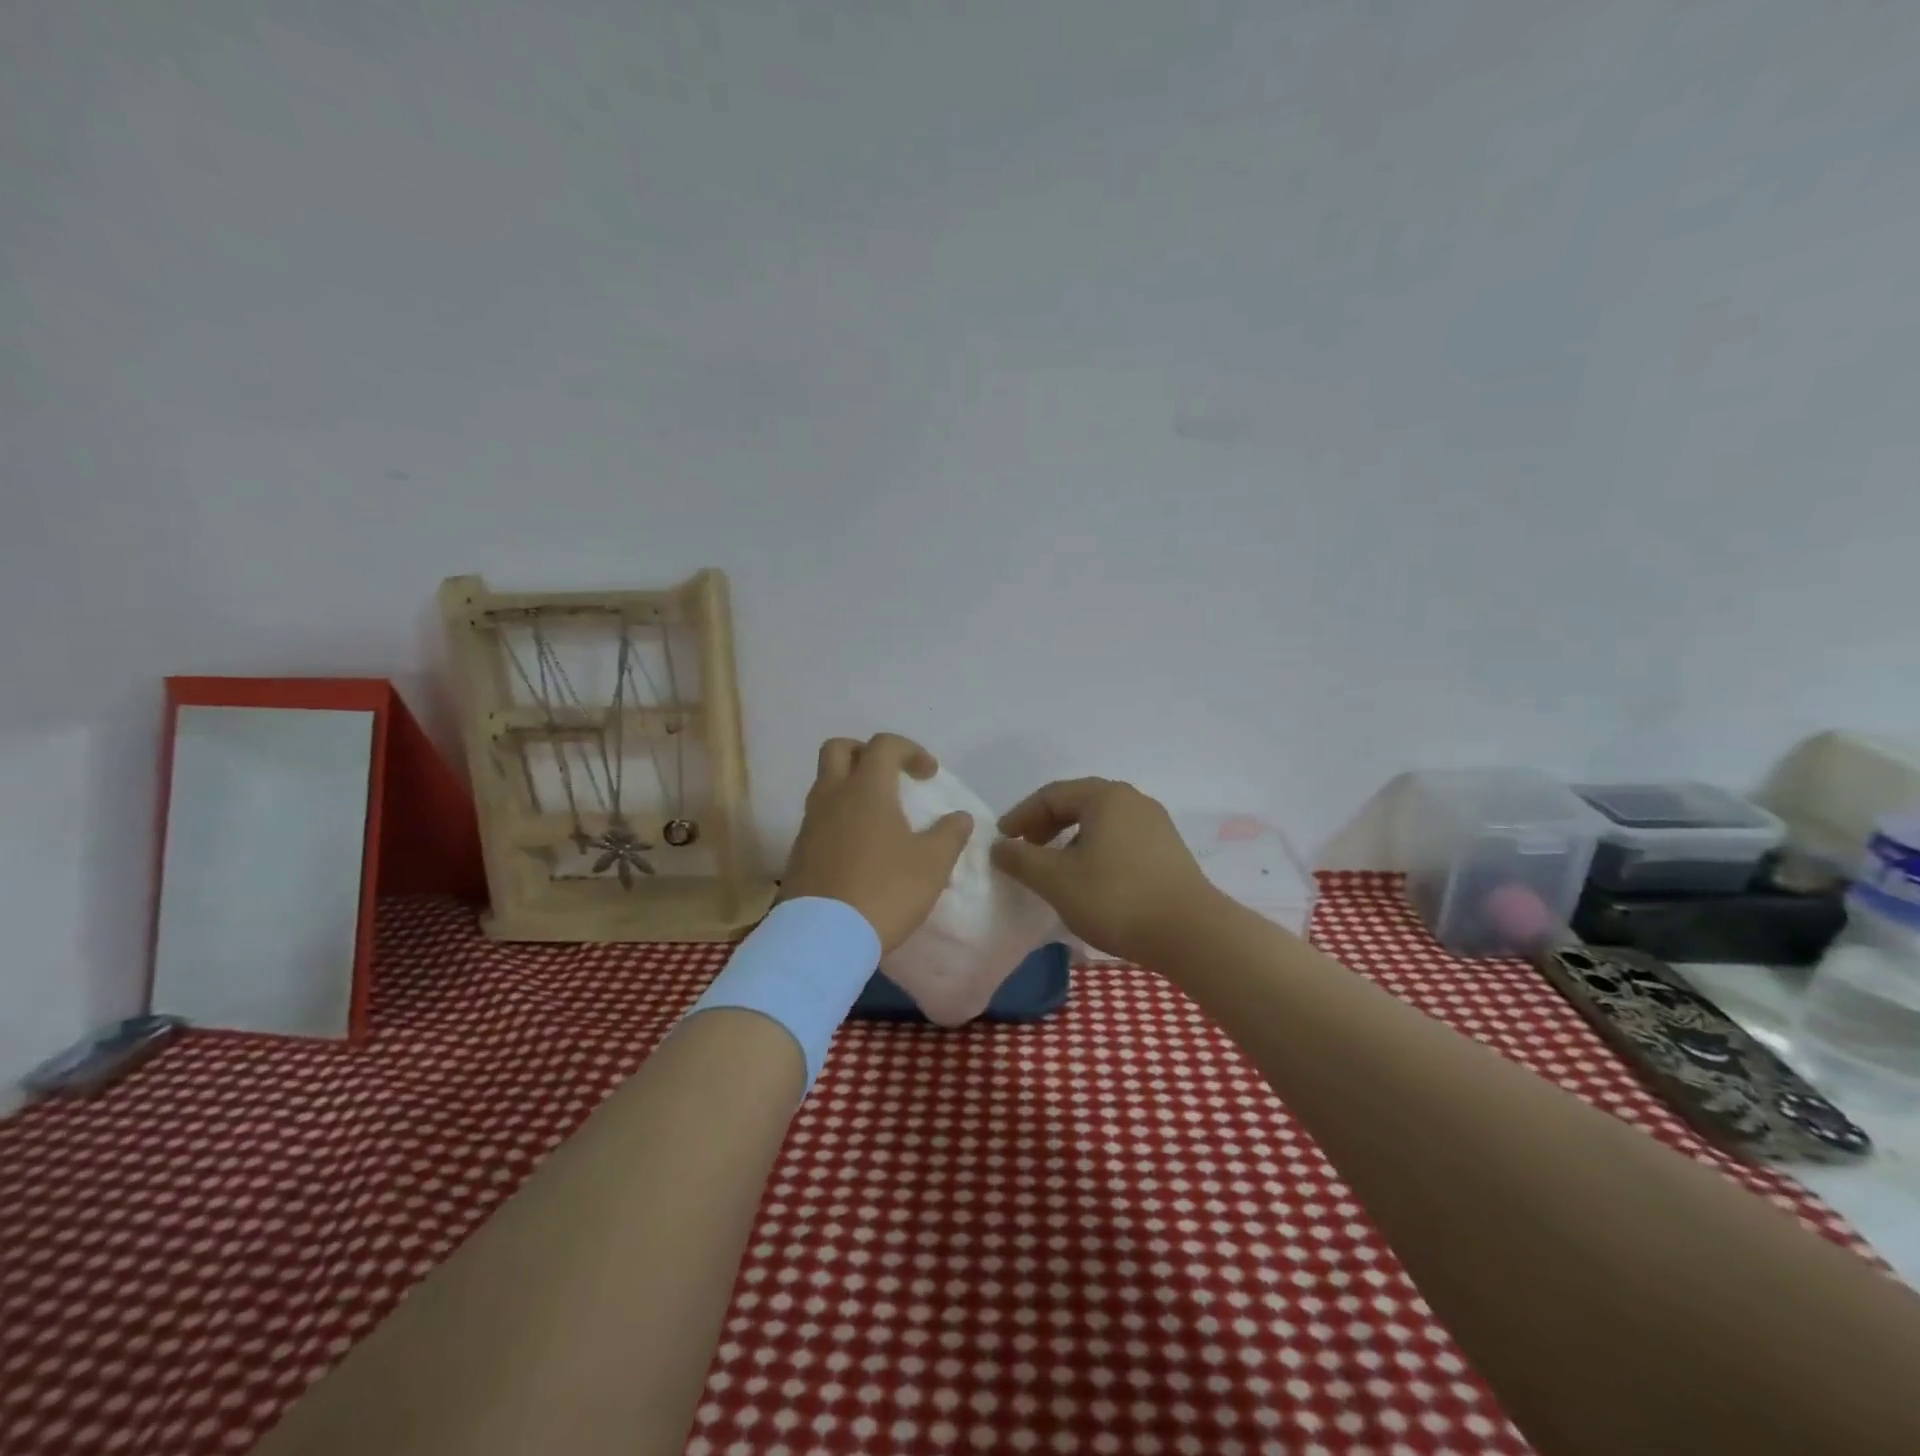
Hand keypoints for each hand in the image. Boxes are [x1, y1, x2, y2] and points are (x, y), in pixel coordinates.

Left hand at [780, 733, 974, 952]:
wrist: (823, 937)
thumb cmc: (885, 890)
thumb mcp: (932, 864)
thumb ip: (950, 834)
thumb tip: (960, 817)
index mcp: (866, 789)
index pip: (884, 745)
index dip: (910, 750)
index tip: (929, 775)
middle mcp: (832, 796)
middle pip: (838, 749)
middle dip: (865, 753)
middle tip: (890, 776)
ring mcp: (810, 824)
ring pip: (825, 784)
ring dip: (850, 787)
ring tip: (878, 816)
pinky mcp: (798, 852)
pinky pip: (819, 818)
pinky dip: (839, 818)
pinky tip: (859, 848)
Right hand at [990, 778, 1219, 965]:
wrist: (1192, 934)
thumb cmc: (1116, 899)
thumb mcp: (1056, 880)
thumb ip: (1021, 860)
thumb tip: (998, 846)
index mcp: (1105, 796)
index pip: (1051, 795)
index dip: (1021, 816)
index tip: (1002, 842)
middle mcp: (1132, 800)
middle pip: (1077, 803)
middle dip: (1045, 826)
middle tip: (1024, 852)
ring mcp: (1155, 823)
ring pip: (1100, 822)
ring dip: (1070, 839)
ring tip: (1054, 868)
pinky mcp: (1168, 849)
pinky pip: (1120, 838)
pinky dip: (1094, 850)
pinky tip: (1089, 879)